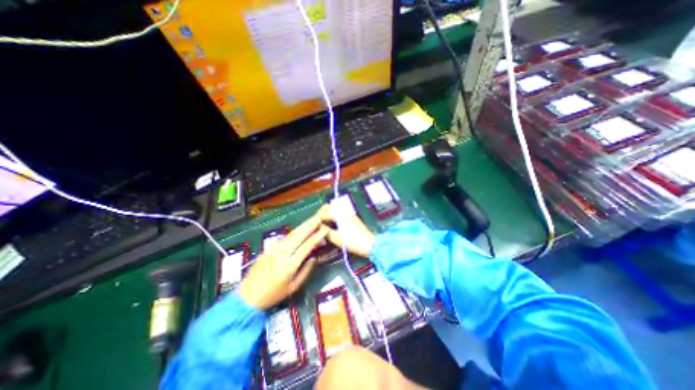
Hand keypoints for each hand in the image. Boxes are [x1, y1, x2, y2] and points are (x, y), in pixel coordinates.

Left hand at [237, 213, 328, 310]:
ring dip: (303, 225)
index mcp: (289, 265)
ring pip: (292, 233)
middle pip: (299, 235)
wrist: (247, 296)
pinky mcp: (269, 247)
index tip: (325, 229)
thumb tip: (314, 257)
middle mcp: (282, 253)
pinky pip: (286, 237)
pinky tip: (301, 228)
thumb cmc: (272, 295)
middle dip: (310, 225)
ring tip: (313, 219)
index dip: (317, 236)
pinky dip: (296, 231)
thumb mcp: (293, 287)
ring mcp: (274, 249)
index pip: (307, 246)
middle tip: (320, 218)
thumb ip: (305, 271)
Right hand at [318, 201, 377, 258]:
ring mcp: (349, 214)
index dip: (317, 217)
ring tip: (324, 224)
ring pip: (335, 209)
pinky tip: (333, 225)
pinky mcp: (352, 218)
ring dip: (328, 214)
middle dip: (322, 213)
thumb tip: (318, 228)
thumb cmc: (353, 242)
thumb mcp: (336, 239)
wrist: (369, 244)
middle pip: (330, 206)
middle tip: (318, 223)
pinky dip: (334, 216)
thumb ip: (326, 232)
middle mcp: (344, 212)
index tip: (313, 224)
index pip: (324, 211)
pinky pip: (340, 213)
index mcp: (339, 215)